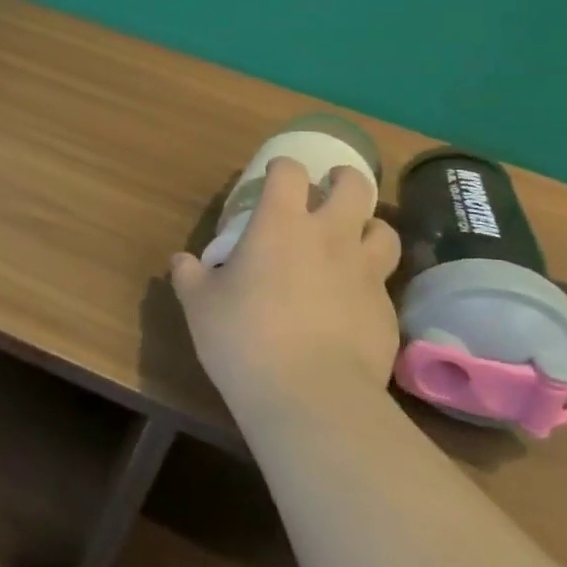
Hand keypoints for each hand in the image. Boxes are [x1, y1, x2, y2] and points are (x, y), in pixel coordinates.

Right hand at [170, 158, 401, 415]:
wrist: (312, 398)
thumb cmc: (245, 339)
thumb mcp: (201, 307)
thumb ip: (190, 276)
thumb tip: (181, 261)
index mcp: (281, 225)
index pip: (289, 172)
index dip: (281, 168)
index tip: (272, 179)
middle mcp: (330, 237)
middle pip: (355, 185)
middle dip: (342, 180)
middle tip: (328, 191)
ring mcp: (365, 273)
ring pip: (383, 230)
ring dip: (367, 228)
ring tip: (352, 241)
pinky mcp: (386, 312)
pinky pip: (383, 283)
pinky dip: (369, 283)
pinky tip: (351, 304)